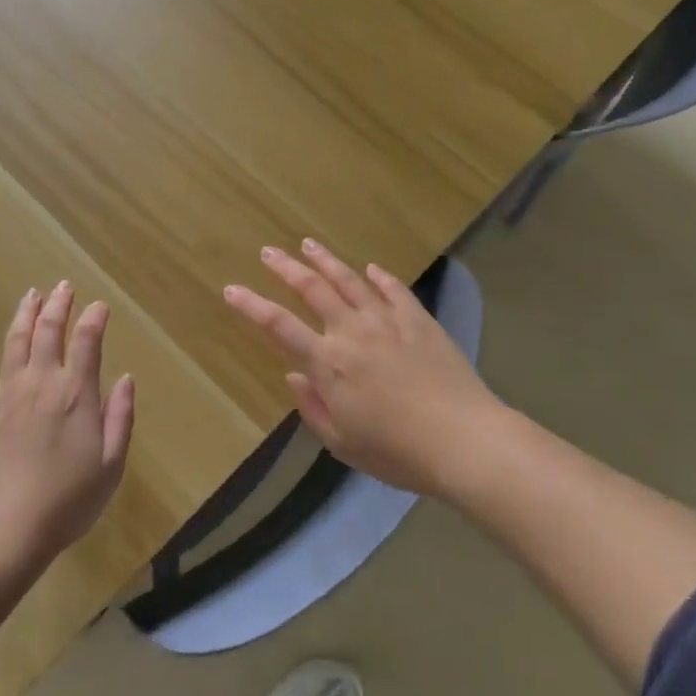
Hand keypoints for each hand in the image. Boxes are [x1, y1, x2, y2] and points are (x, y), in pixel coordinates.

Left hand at [0, 281, 134, 565]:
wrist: (6, 527)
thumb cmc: (68, 500)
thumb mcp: (111, 464)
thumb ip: (120, 416)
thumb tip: (127, 377)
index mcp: (76, 393)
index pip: (88, 341)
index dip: (94, 318)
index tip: (100, 306)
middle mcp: (41, 381)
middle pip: (49, 330)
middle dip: (58, 304)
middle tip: (63, 286)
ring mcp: (6, 392)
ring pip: (15, 340)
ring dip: (25, 313)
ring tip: (31, 294)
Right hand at [223, 240, 502, 498]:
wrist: (463, 440)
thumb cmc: (397, 452)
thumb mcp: (343, 442)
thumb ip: (312, 407)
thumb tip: (293, 377)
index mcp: (329, 364)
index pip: (279, 326)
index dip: (251, 306)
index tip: (231, 288)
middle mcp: (352, 333)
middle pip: (313, 290)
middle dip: (286, 269)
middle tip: (269, 252)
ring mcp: (388, 322)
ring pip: (350, 281)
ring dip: (326, 261)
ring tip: (308, 244)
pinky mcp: (420, 321)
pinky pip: (395, 291)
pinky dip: (380, 277)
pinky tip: (371, 268)